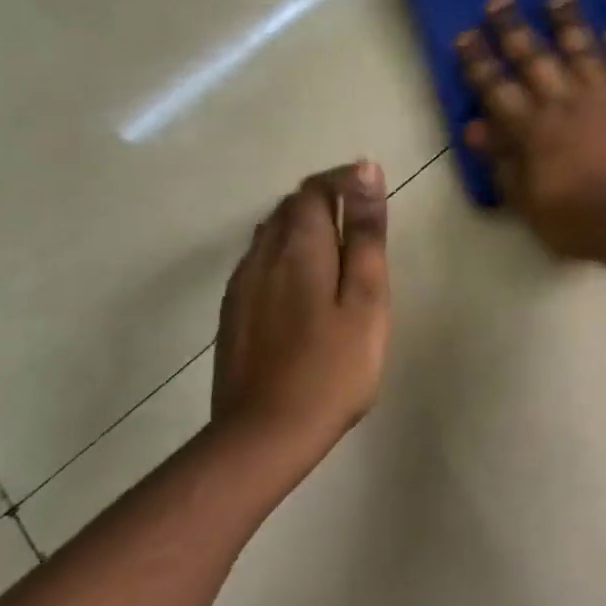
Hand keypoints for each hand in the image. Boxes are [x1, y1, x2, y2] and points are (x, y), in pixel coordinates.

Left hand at [210, 162, 390, 450]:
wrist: (264, 434)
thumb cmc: (333, 367)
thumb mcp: (365, 298)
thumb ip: (365, 234)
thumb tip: (365, 171)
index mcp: (299, 247)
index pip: (315, 189)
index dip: (343, 181)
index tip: (372, 192)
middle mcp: (262, 255)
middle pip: (290, 207)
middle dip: (325, 202)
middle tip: (362, 227)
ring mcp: (242, 285)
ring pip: (271, 234)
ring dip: (304, 228)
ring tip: (338, 255)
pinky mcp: (233, 313)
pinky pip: (259, 262)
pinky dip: (286, 255)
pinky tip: (304, 287)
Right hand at [457, 0, 605, 259]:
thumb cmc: (576, 220)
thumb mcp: (526, 201)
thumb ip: (502, 162)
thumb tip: (475, 128)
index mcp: (532, 129)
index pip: (496, 88)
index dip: (478, 61)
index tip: (465, 35)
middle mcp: (563, 102)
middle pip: (534, 58)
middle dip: (513, 28)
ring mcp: (602, 97)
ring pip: (581, 50)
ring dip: (568, 23)